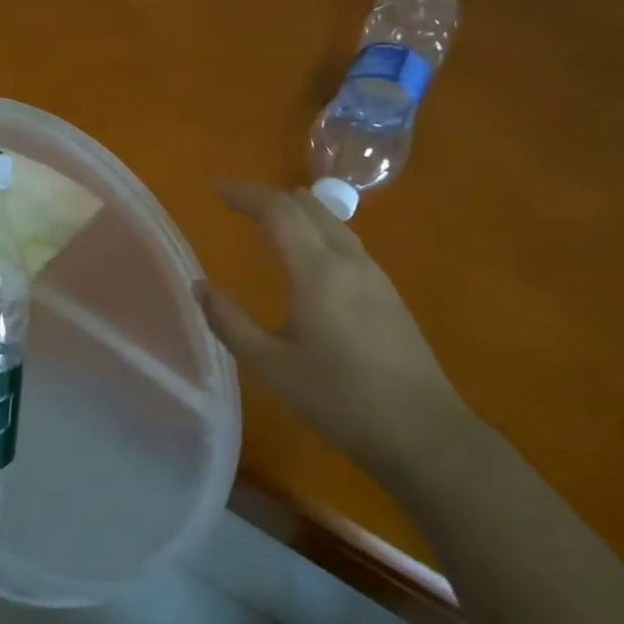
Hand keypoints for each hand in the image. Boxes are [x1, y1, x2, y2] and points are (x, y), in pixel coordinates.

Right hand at [197, 184, 470, 482]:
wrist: (423, 432)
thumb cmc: (339, 398)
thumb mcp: (271, 364)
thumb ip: (229, 322)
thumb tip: (200, 287)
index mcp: (316, 271)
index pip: (277, 210)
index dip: (245, 194)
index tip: (216, 191)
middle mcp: (348, 260)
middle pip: (308, 205)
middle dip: (270, 197)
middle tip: (237, 205)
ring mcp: (374, 275)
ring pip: (332, 221)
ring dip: (297, 211)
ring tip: (269, 221)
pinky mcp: (388, 293)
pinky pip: (346, 242)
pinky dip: (317, 231)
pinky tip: (309, 258)